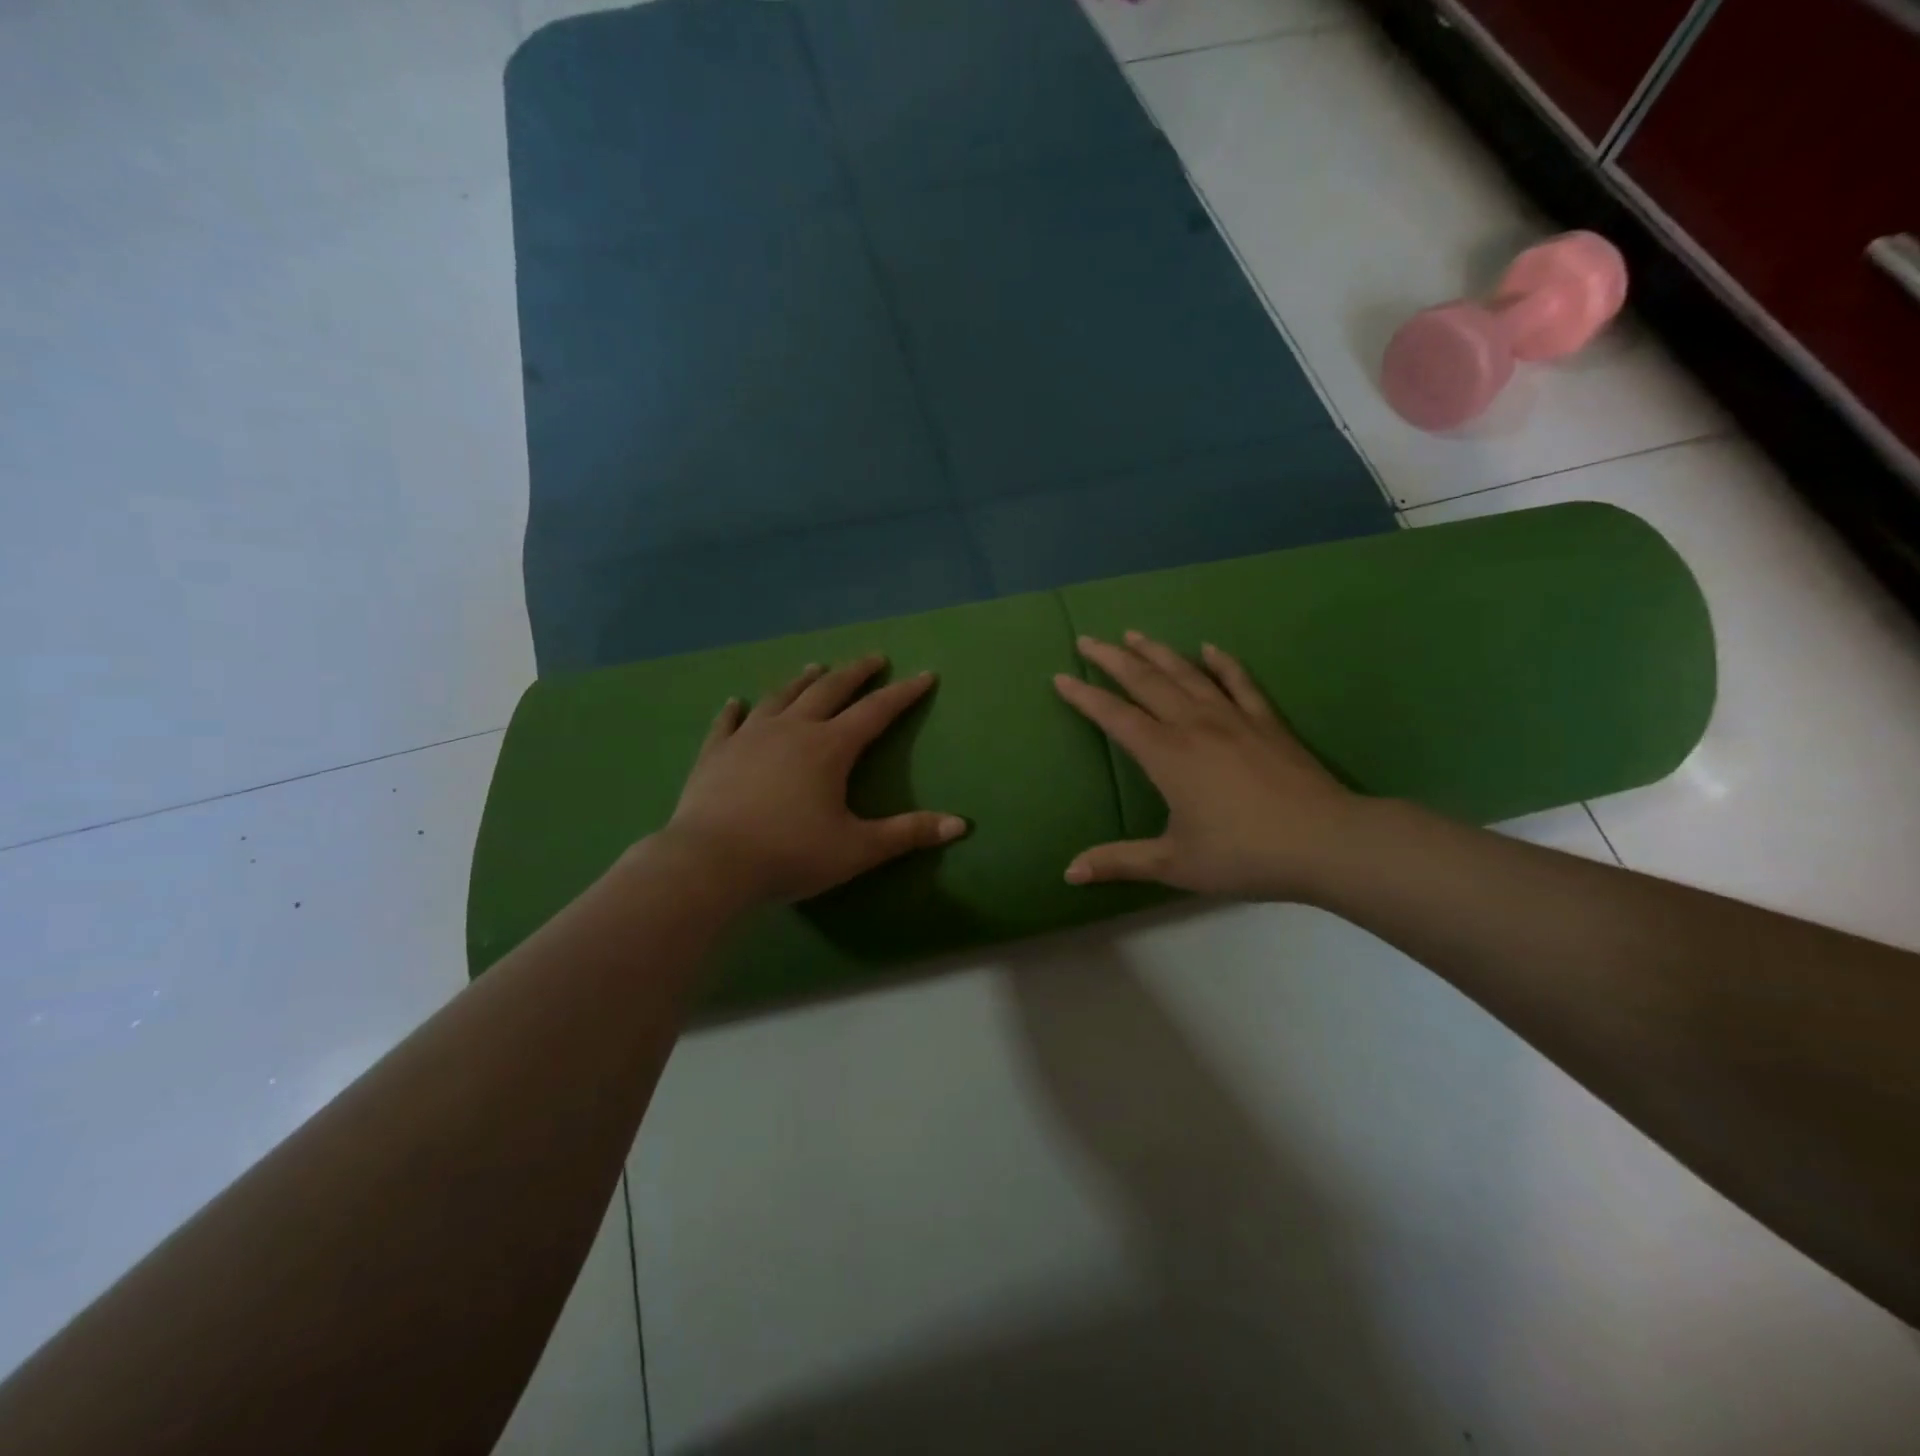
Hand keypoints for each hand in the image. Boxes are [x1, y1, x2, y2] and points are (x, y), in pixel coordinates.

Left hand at [657, 656, 967, 905]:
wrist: (710, 864)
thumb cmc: (790, 855)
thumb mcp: (857, 849)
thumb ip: (908, 833)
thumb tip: (961, 825)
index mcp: (829, 748)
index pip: (875, 712)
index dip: (903, 694)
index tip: (924, 675)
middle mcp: (791, 730)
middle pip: (829, 691)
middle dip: (855, 673)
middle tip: (873, 658)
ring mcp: (749, 737)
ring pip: (781, 698)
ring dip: (802, 681)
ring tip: (816, 668)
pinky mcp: (715, 753)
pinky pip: (727, 723)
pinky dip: (735, 710)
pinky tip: (735, 702)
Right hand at [1052, 633, 1359, 899]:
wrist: (1325, 841)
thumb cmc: (1244, 854)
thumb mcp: (1174, 864)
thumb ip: (1119, 862)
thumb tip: (1069, 872)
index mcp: (1166, 755)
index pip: (1115, 717)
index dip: (1084, 697)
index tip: (1060, 677)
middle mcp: (1194, 725)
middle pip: (1146, 682)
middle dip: (1112, 659)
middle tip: (1087, 640)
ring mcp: (1233, 718)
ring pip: (1186, 674)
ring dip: (1157, 652)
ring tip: (1133, 634)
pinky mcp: (1266, 722)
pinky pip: (1239, 682)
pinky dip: (1222, 663)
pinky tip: (1210, 648)